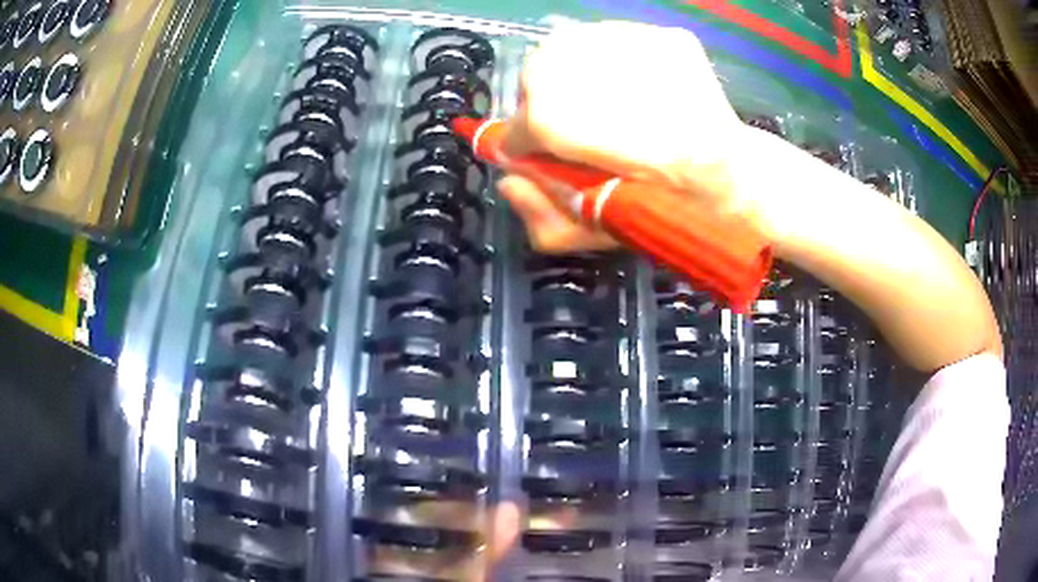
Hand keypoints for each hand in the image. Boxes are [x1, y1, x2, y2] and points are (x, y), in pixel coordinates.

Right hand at [497, 21, 753, 253]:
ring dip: (577, 73)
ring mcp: (629, 42)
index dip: (527, 143)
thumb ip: (539, 212)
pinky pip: (617, 38)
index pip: (518, 124)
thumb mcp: (596, 233)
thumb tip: (508, 180)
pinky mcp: (663, 35)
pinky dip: (614, 59)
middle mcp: (583, 67)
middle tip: (577, 123)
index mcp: (559, 120)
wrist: (735, 179)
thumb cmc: (665, 211)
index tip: (543, 152)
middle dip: (548, 101)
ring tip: (605, 101)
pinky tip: (634, 85)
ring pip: (573, 47)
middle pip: (538, 73)